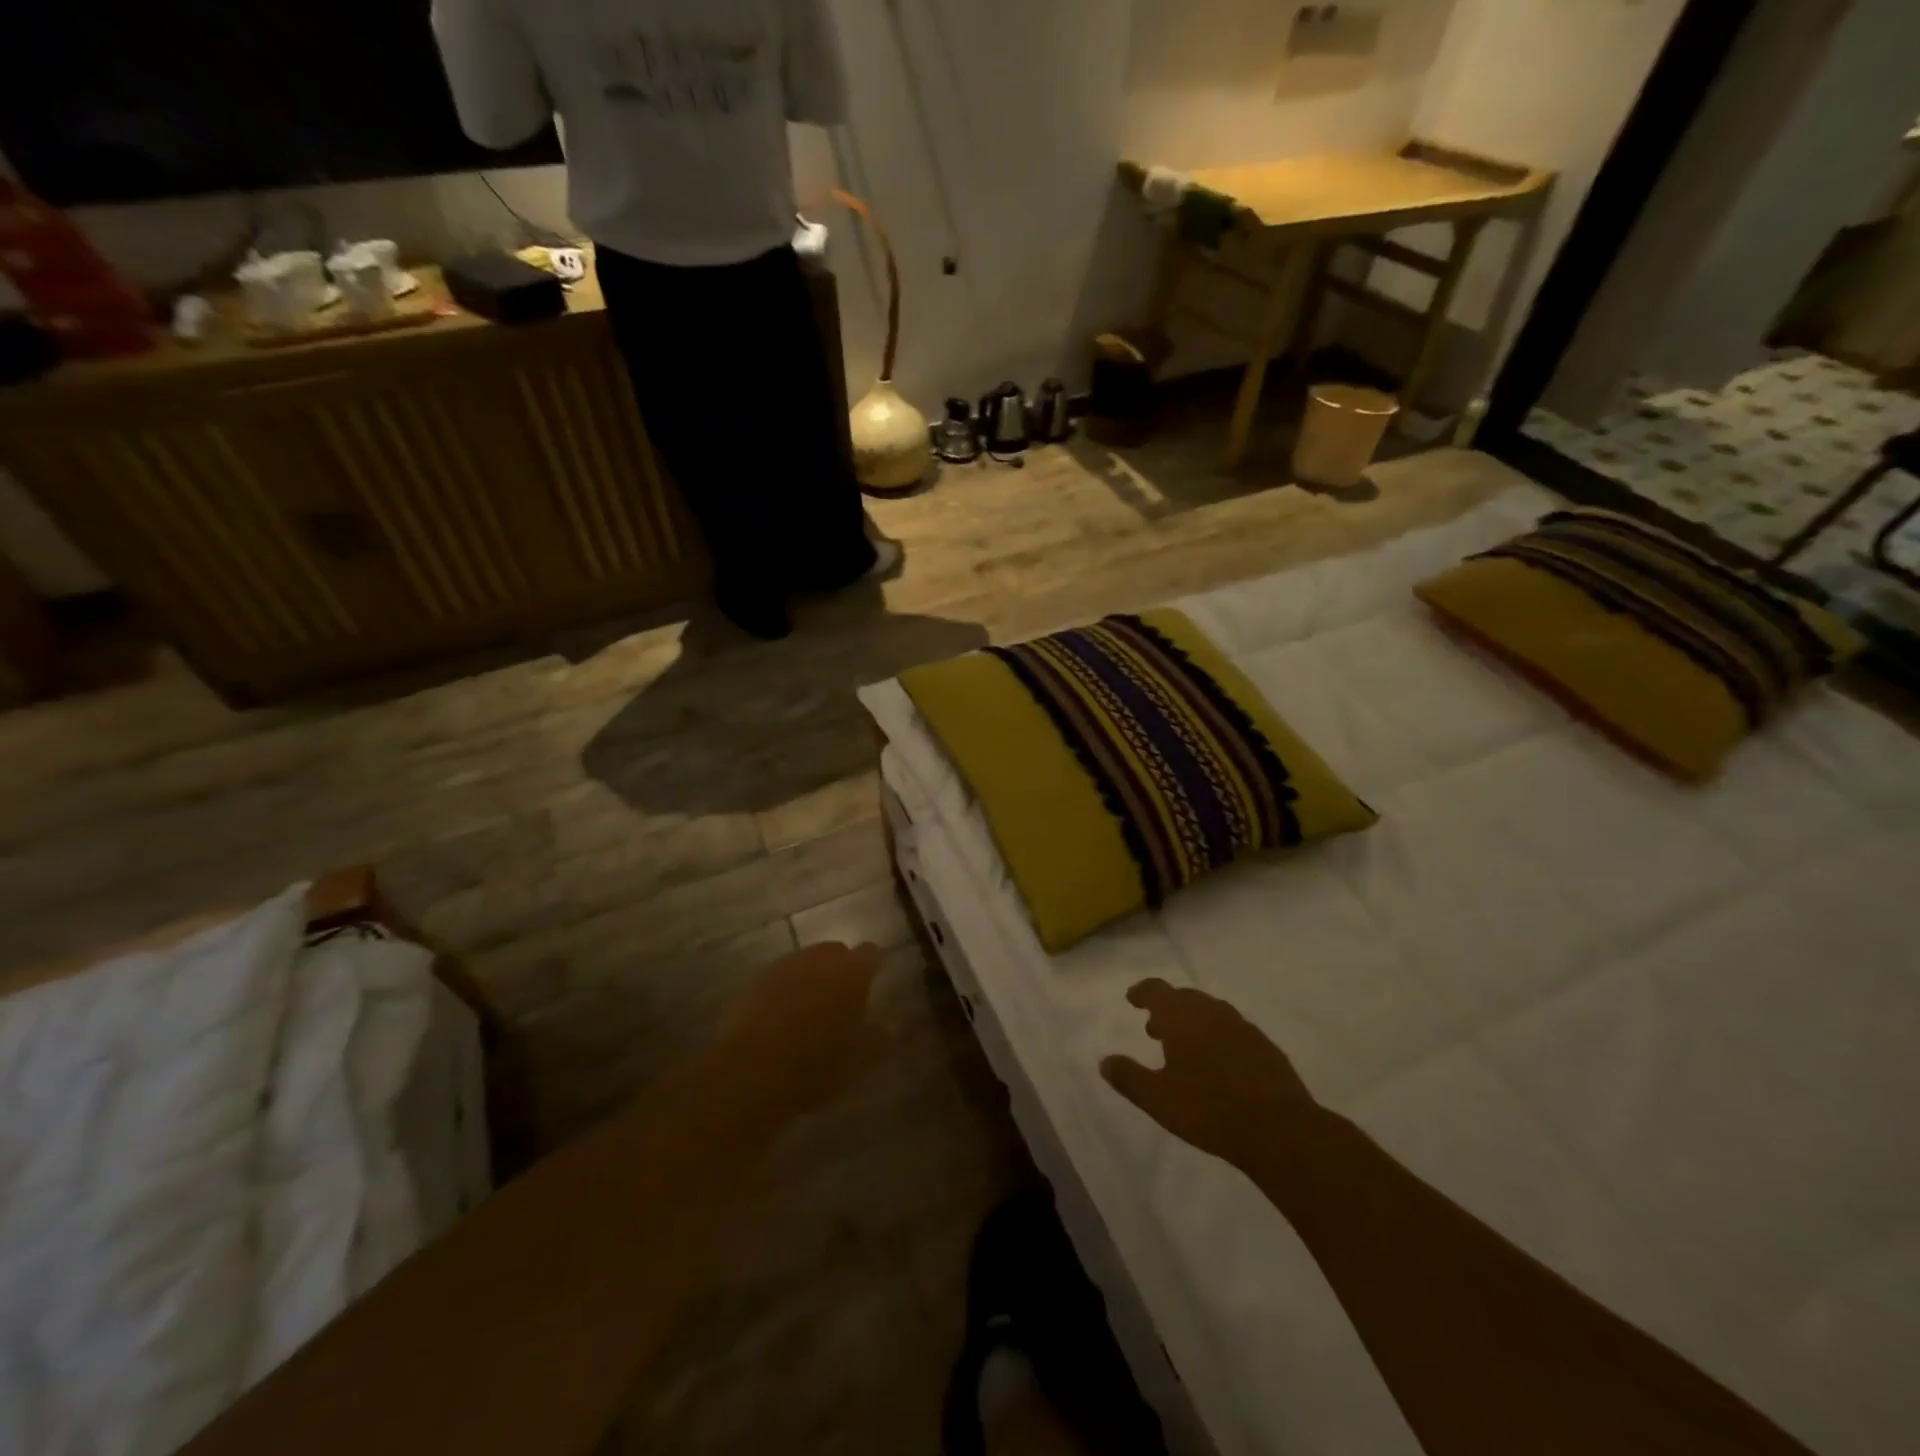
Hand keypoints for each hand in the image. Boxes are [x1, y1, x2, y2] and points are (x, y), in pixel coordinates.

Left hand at [710, 941, 884, 1124]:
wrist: (750, 1072)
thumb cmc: (816, 1065)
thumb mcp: (859, 1061)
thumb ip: (879, 1037)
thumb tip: (888, 1026)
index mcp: (852, 972)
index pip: (870, 953)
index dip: (871, 968)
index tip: (871, 987)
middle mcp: (820, 958)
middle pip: (836, 952)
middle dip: (840, 970)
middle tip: (841, 1001)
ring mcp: (785, 966)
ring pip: (806, 963)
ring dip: (811, 978)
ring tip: (809, 1009)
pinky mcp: (756, 980)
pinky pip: (779, 977)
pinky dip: (785, 990)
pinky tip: (781, 1017)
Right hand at [1101, 979, 1320, 1173]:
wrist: (1279, 1129)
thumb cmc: (1209, 1110)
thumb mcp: (1158, 1099)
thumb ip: (1129, 1078)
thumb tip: (1105, 1061)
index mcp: (1182, 1017)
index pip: (1157, 990)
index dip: (1142, 992)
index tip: (1132, 998)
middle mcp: (1212, 1012)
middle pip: (1185, 998)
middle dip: (1167, 1009)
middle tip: (1154, 1029)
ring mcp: (1243, 1027)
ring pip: (1211, 1012)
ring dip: (1194, 1022)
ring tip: (1185, 1047)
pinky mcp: (1265, 1046)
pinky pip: (1233, 1030)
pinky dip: (1219, 1037)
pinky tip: (1220, 1063)